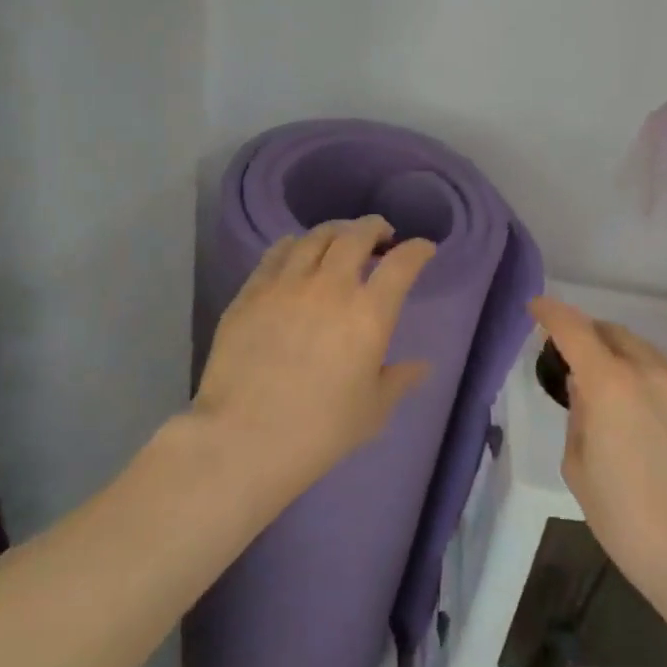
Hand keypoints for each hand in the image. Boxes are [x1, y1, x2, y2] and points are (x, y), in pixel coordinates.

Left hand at [194, 216, 436, 499]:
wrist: (243, 439)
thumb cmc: (320, 430)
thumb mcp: (372, 410)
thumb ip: (399, 380)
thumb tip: (421, 366)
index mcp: (369, 313)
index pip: (402, 264)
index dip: (417, 250)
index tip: (423, 249)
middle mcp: (331, 287)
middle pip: (356, 235)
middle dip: (375, 227)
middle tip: (381, 235)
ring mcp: (286, 285)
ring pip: (315, 237)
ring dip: (335, 231)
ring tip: (340, 238)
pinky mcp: (251, 293)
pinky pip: (276, 254)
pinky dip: (294, 244)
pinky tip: (296, 250)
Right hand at [531, 297, 666, 616]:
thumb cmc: (629, 519)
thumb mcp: (580, 469)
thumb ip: (579, 417)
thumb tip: (586, 390)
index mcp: (610, 384)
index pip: (574, 329)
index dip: (551, 312)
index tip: (536, 307)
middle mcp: (648, 372)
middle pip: (611, 332)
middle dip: (586, 332)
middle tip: (569, 352)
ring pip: (641, 350)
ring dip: (616, 353)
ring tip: (603, 381)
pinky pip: (662, 373)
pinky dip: (641, 373)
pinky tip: (637, 407)